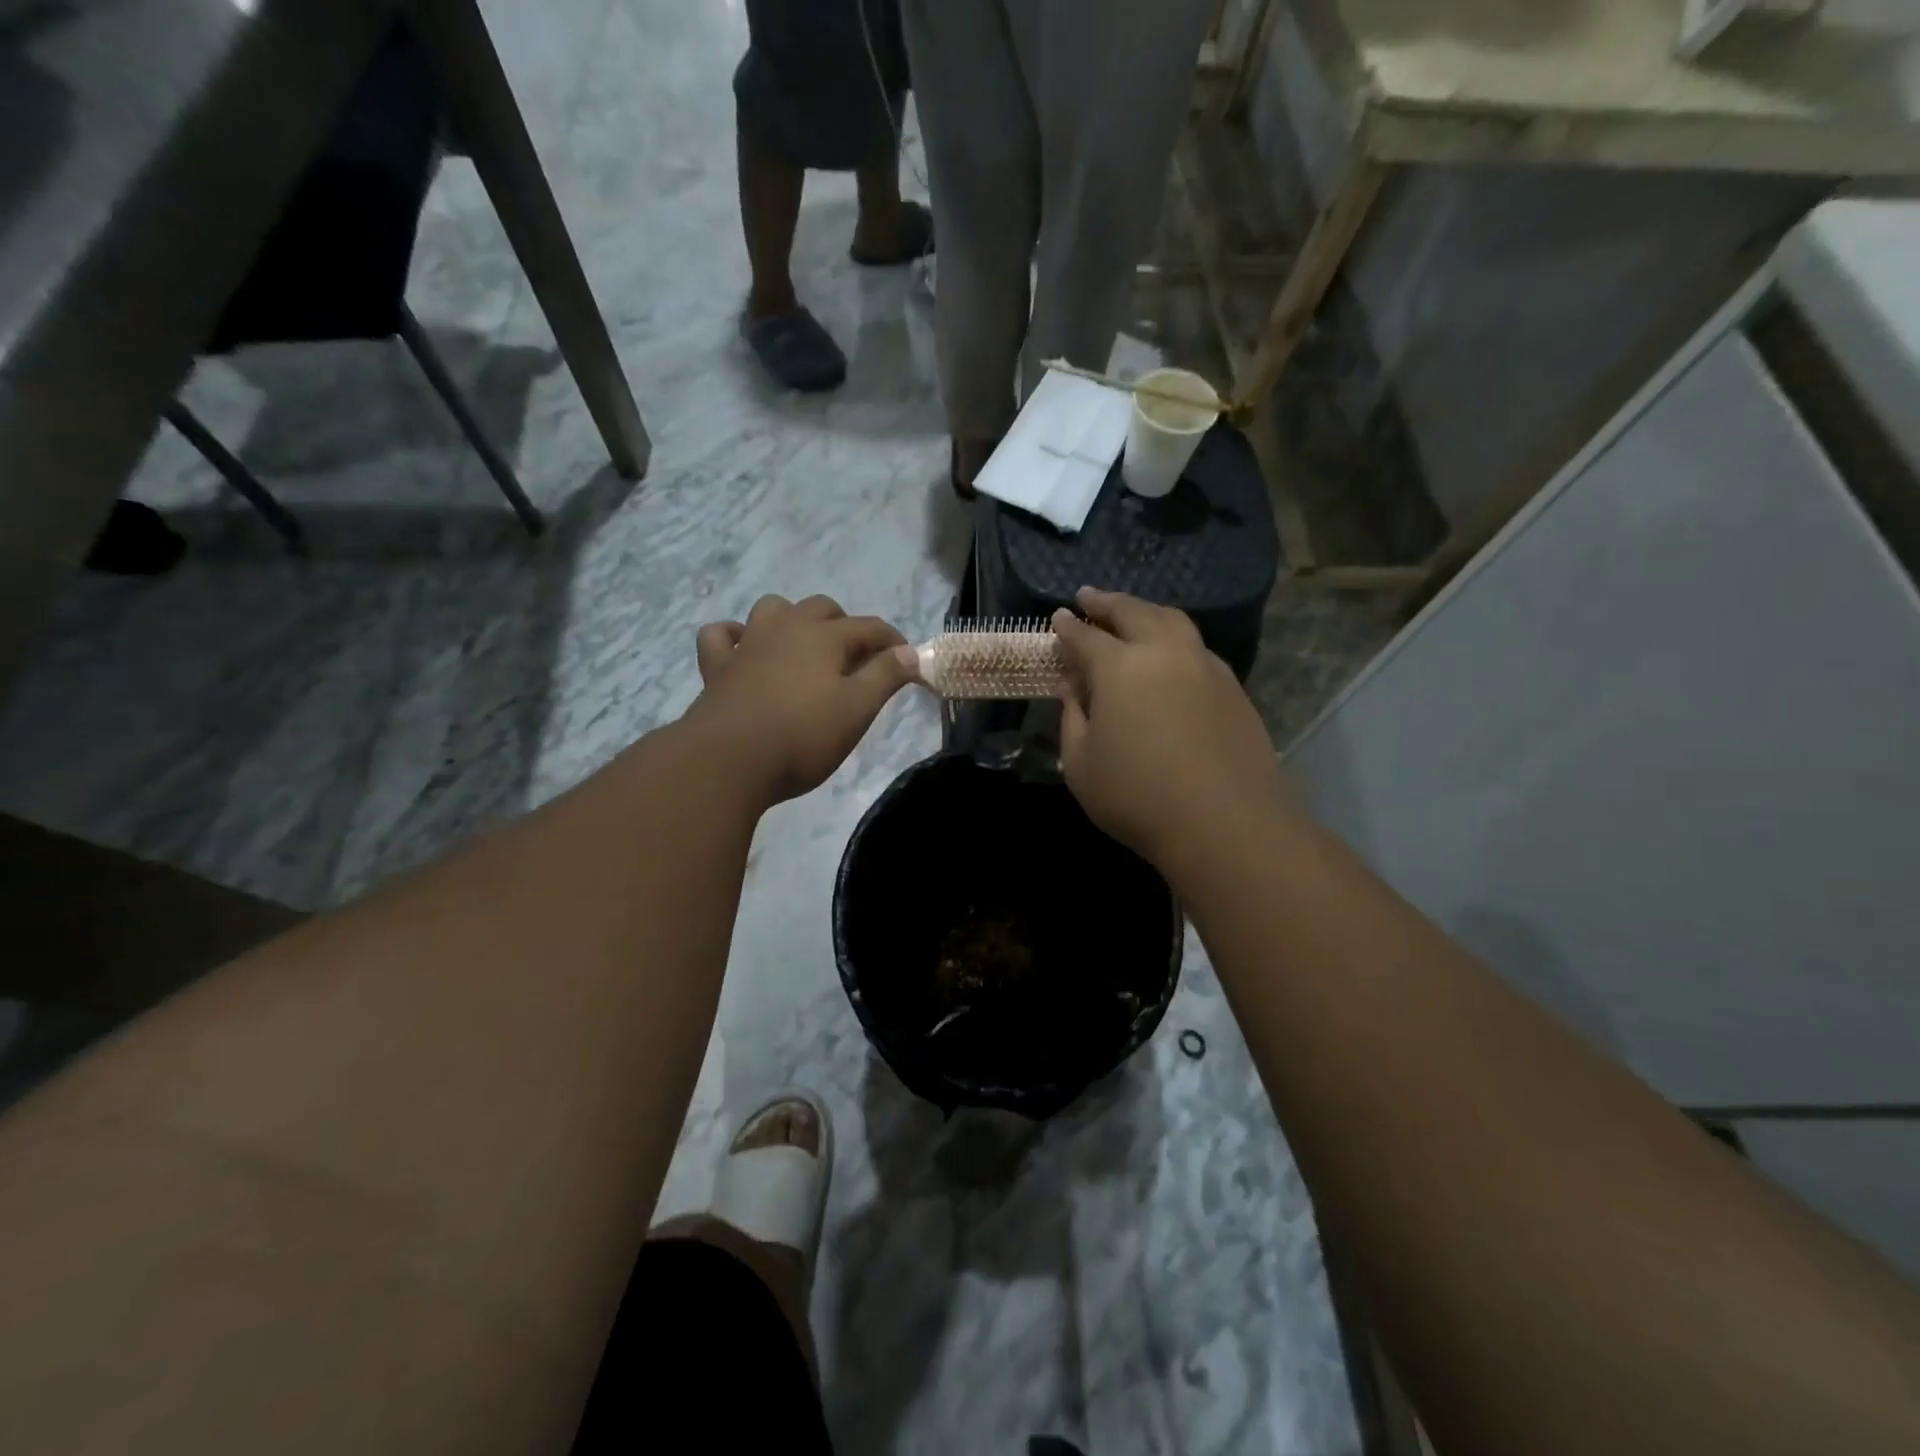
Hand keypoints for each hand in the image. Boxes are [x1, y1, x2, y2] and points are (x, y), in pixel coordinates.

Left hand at [688, 594, 912, 804]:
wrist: (729, 761)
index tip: (908, 662)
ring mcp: (748, 643)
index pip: (870, 627)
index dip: (893, 642)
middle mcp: (786, 627)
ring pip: (773, 609)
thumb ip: (885, 676)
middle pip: (822, 609)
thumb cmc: (802, 737)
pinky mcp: (717, 666)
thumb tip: (910, 652)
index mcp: (825, 637)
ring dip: (793, 619)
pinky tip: (744, 650)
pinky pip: (722, 635)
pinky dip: (736, 636)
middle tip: (856, 660)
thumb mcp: (857, 710)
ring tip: (804, 647)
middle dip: (845, 626)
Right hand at [1053, 588, 1286, 875]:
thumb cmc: (1137, 797)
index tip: (1058, 619)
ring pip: (1172, 621)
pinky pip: (1196, 647)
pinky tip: (1169, 654)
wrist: (1224, 823)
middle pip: (1132, 612)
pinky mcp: (1232, 686)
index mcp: (1120, 667)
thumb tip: (1072, 687)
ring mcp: (1204, 666)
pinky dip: (1174, 638)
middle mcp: (1164, 653)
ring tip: (1131, 614)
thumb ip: (1072, 718)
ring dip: (1145, 611)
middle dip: (1107, 602)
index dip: (1068, 627)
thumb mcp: (1081, 765)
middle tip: (1089, 597)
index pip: (1086, 637)